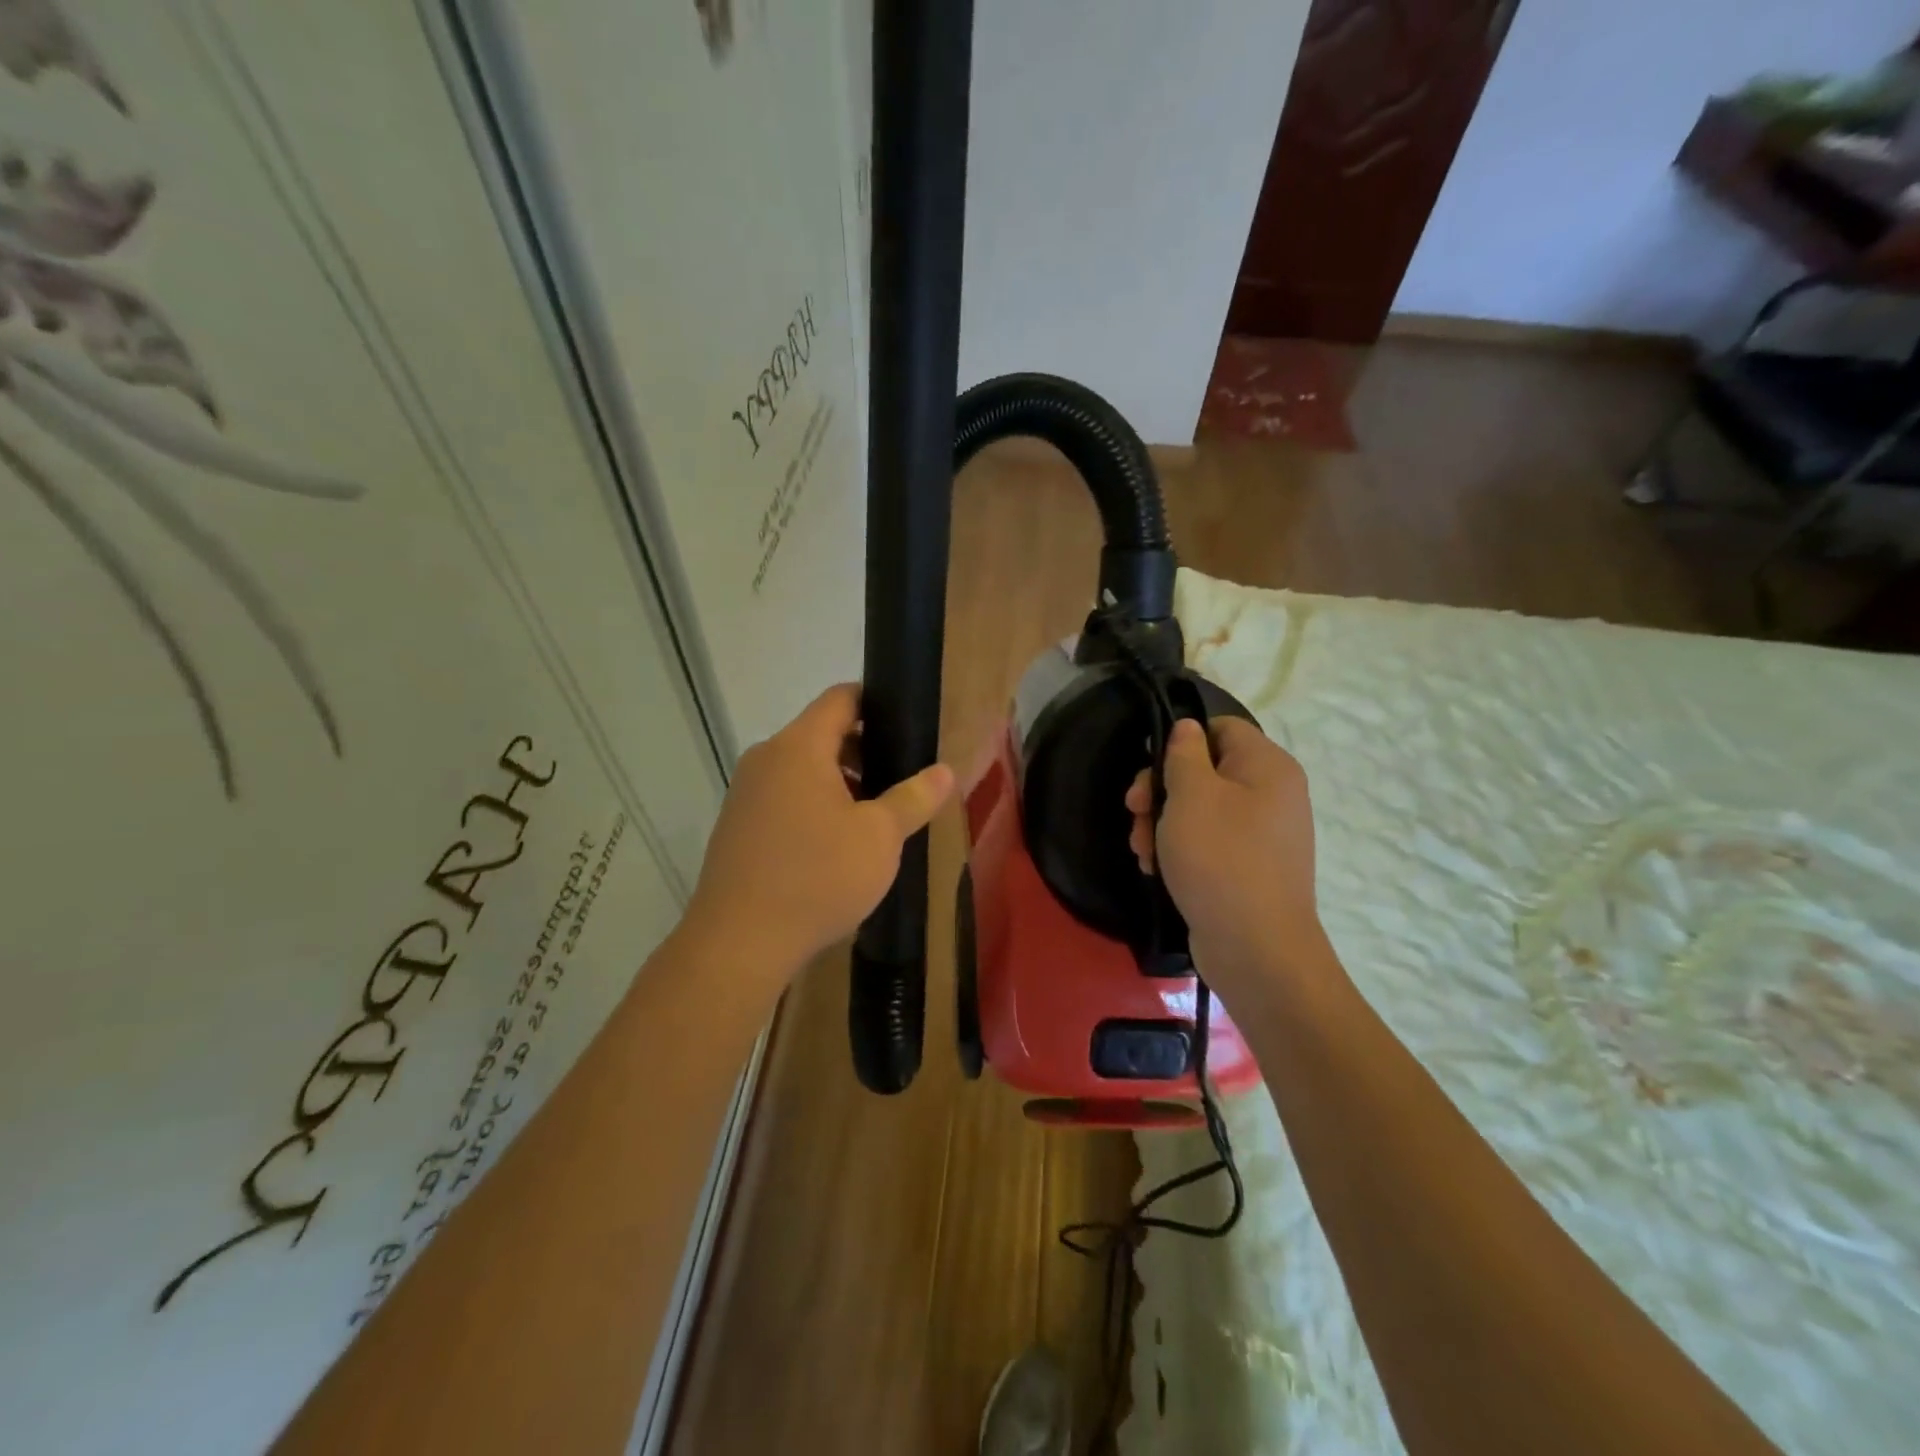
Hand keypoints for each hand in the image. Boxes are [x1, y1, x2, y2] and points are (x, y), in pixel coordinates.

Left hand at [684, 684, 953, 980]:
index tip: (906, 727)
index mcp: (798, 747)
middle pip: (821, 733)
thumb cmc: (817, 878)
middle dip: (863, 751)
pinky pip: (783, 797)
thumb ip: (913, 798)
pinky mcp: (736, 826)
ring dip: (839, 783)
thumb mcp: (879, 838)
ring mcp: (745, 793)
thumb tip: (944, 771)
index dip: (876, 703)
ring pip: (801, 769)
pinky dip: (812, 806)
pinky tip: (834, 847)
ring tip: (873, 819)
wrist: (738, 943)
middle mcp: (765, 759)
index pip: (841, 698)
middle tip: (899, 782)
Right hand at [1126, 717, 1325, 985]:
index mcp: (1267, 766)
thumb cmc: (1220, 858)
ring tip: (1142, 850)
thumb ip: (1184, 753)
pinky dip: (1180, 849)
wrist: (1255, 947)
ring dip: (1162, 824)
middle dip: (1161, 791)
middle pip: (1205, 771)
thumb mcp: (1192, 794)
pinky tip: (1156, 869)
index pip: (1221, 727)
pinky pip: (1209, 842)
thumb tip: (1188, 728)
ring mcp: (1262, 834)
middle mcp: (1272, 794)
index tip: (1149, 767)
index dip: (1180, 740)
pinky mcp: (1248, 867)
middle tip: (1133, 812)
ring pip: (1200, 809)